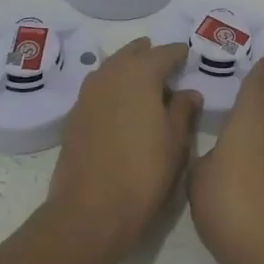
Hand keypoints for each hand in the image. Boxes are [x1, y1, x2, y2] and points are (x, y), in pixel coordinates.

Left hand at [45, 38, 200, 263]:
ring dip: (129, 70)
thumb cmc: (143, 174)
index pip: (164, 52)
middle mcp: (111, 73)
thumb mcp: (175, 143)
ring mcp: (88, 92)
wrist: (89, 212)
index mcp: (140, 73)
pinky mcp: (74, 114)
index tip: (188, 59)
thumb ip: (184, 111)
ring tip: (145, 88)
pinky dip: (113, 89)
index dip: (178, 54)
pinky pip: (99, 88)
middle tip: (167, 69)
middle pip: (133, 53)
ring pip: (113, 67)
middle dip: (150, 56)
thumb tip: (189, 92)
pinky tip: (122, 108)